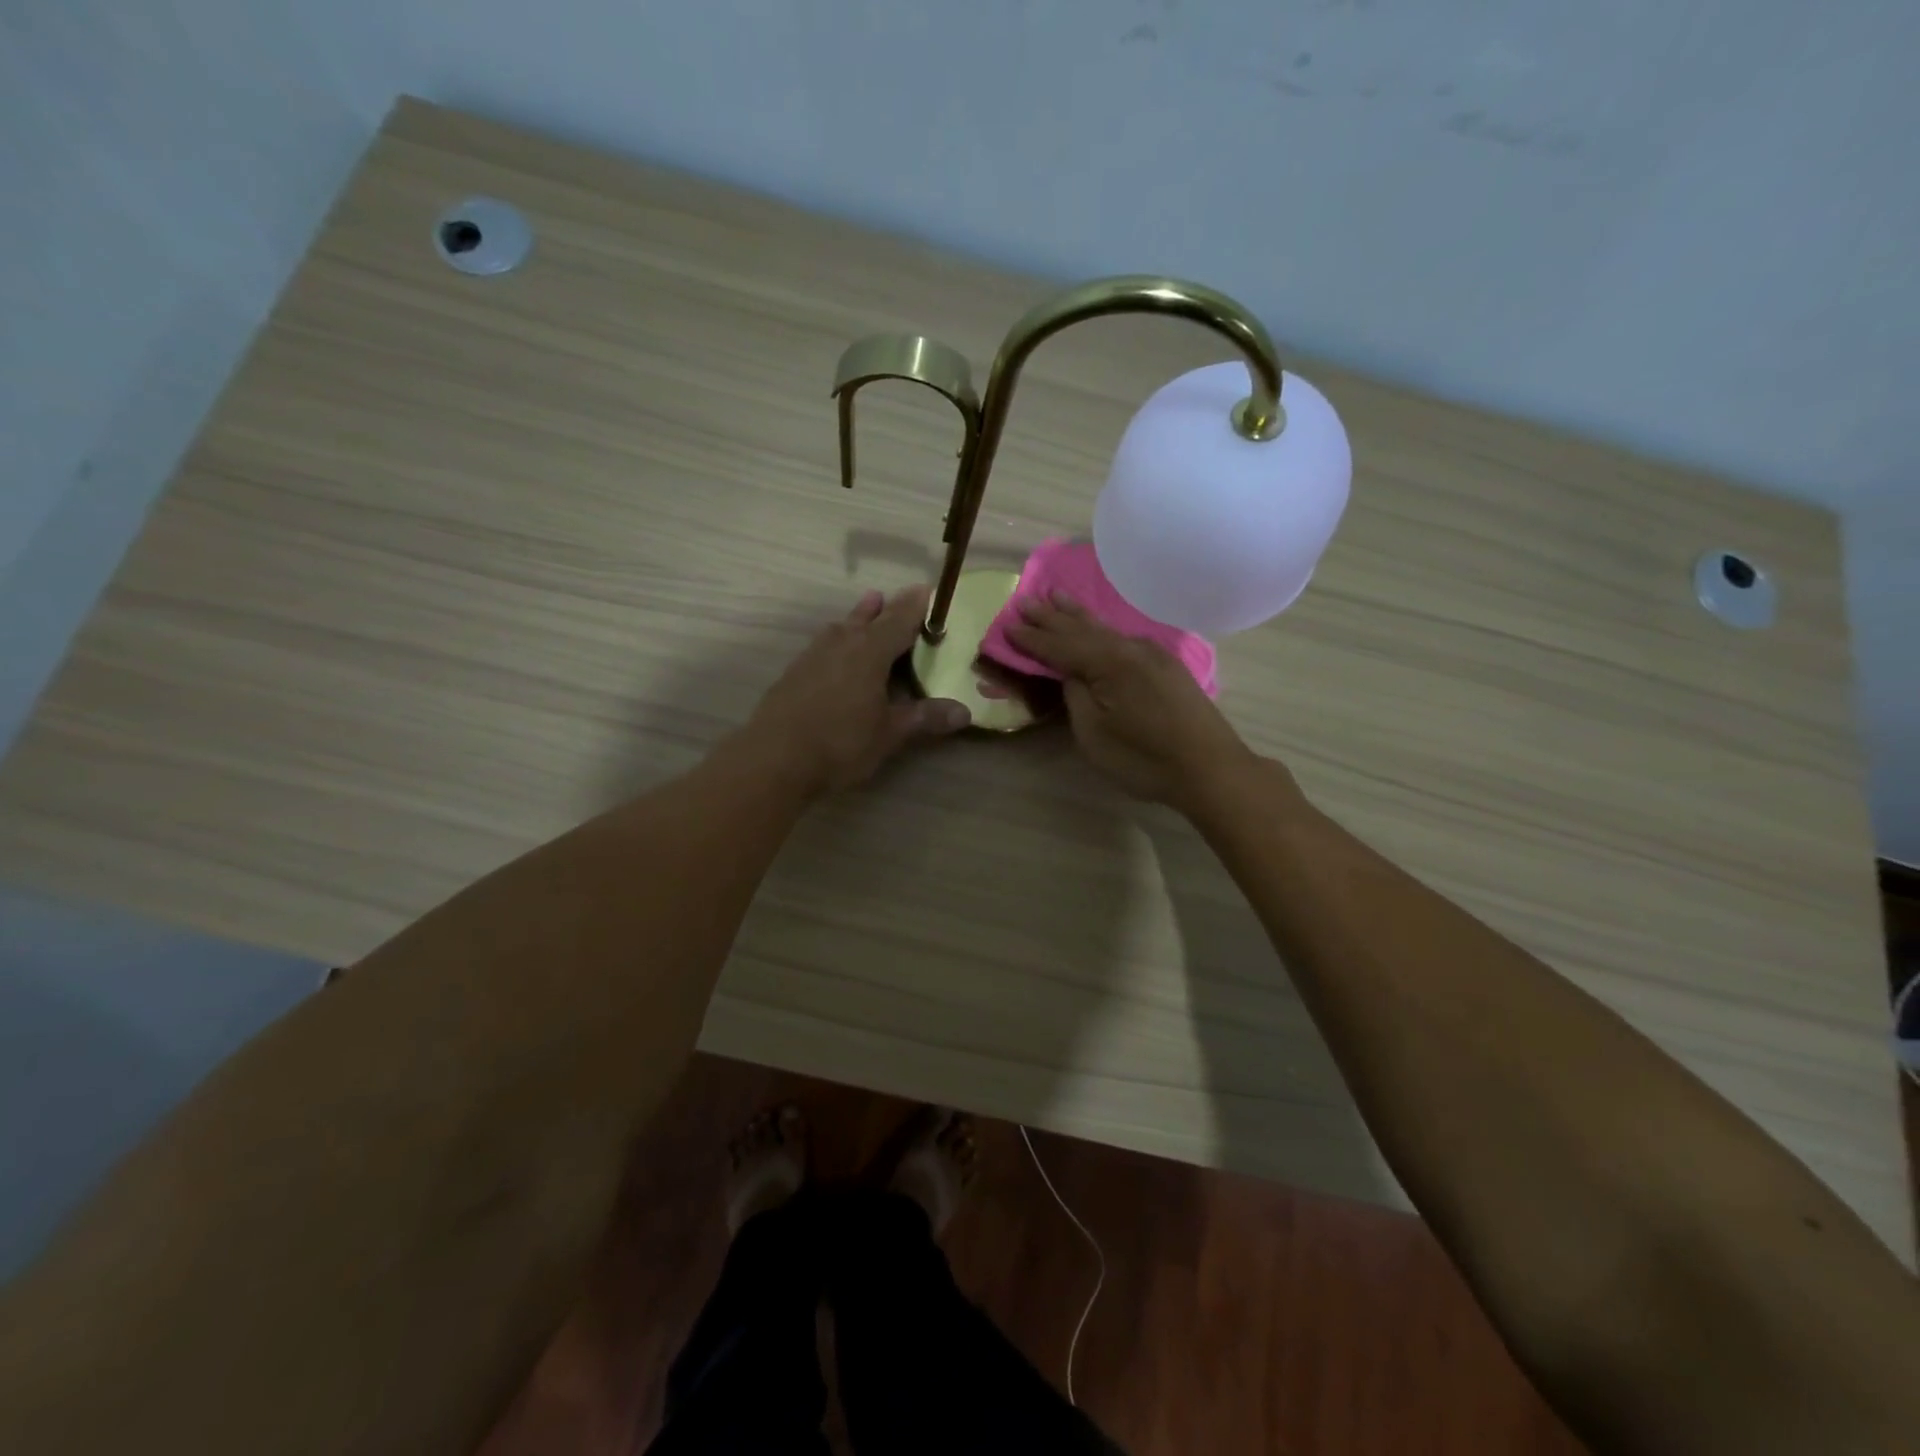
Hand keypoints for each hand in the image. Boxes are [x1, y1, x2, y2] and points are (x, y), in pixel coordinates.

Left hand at [743, 586, 970, 795]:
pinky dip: (838, 638)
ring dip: (858, 617)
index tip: (926, 591)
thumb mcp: (890, 734)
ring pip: (841, 627)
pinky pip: (824, 644)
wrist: (774, 759)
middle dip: (887, 608)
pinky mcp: (794, 673)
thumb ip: (925, 718)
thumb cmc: (841, 743)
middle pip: (868, 618)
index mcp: (870, 652)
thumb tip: (965, 712)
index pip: (899, 620)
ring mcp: (813, 656)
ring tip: (868, 606)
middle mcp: (841, 644)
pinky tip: (834, 650)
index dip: (915, 607)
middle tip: (900, 596)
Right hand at [1006, 591, 1257, 807]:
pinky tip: (1098, 627)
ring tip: (1057, 596)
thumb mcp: (1094, 734)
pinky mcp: (1166, 667)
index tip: (1007, 626)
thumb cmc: (1144, 758)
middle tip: (1025, 600)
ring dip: (1077, 615)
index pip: (1060, 645)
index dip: (1032, 638)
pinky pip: (1122, 638)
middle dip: (1051, 617)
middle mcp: (1130, 648)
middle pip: (1082, 629)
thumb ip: (1076, 696)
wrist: (1210, 768)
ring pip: (1105, 629)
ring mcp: (1152, 654)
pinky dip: (1100, 629)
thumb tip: (1071, 674)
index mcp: (1109, 662)